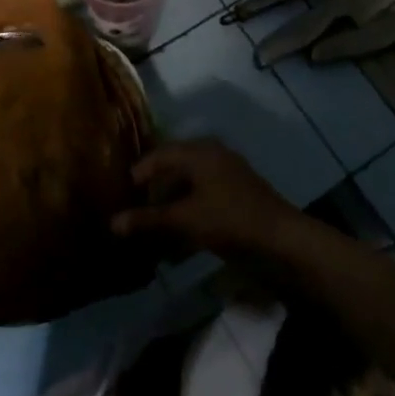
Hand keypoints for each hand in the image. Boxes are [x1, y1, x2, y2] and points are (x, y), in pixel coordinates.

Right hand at [111, 140, 302, 260]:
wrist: (282, 242)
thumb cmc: (229, 219)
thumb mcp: (185, 219)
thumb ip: (149, 219)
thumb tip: (112, 223)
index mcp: (200, 152)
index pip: (161, 154)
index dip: (140, 172)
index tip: (122, 192)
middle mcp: (213, 157)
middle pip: (175, 170)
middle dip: (154, 191)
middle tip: (134, 210)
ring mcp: (227, 178)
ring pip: (189, 188)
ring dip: (170, 208)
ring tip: (151, 229)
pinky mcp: (236, 200)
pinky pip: (203, 202)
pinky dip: (187, 217)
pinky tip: (176, 244)